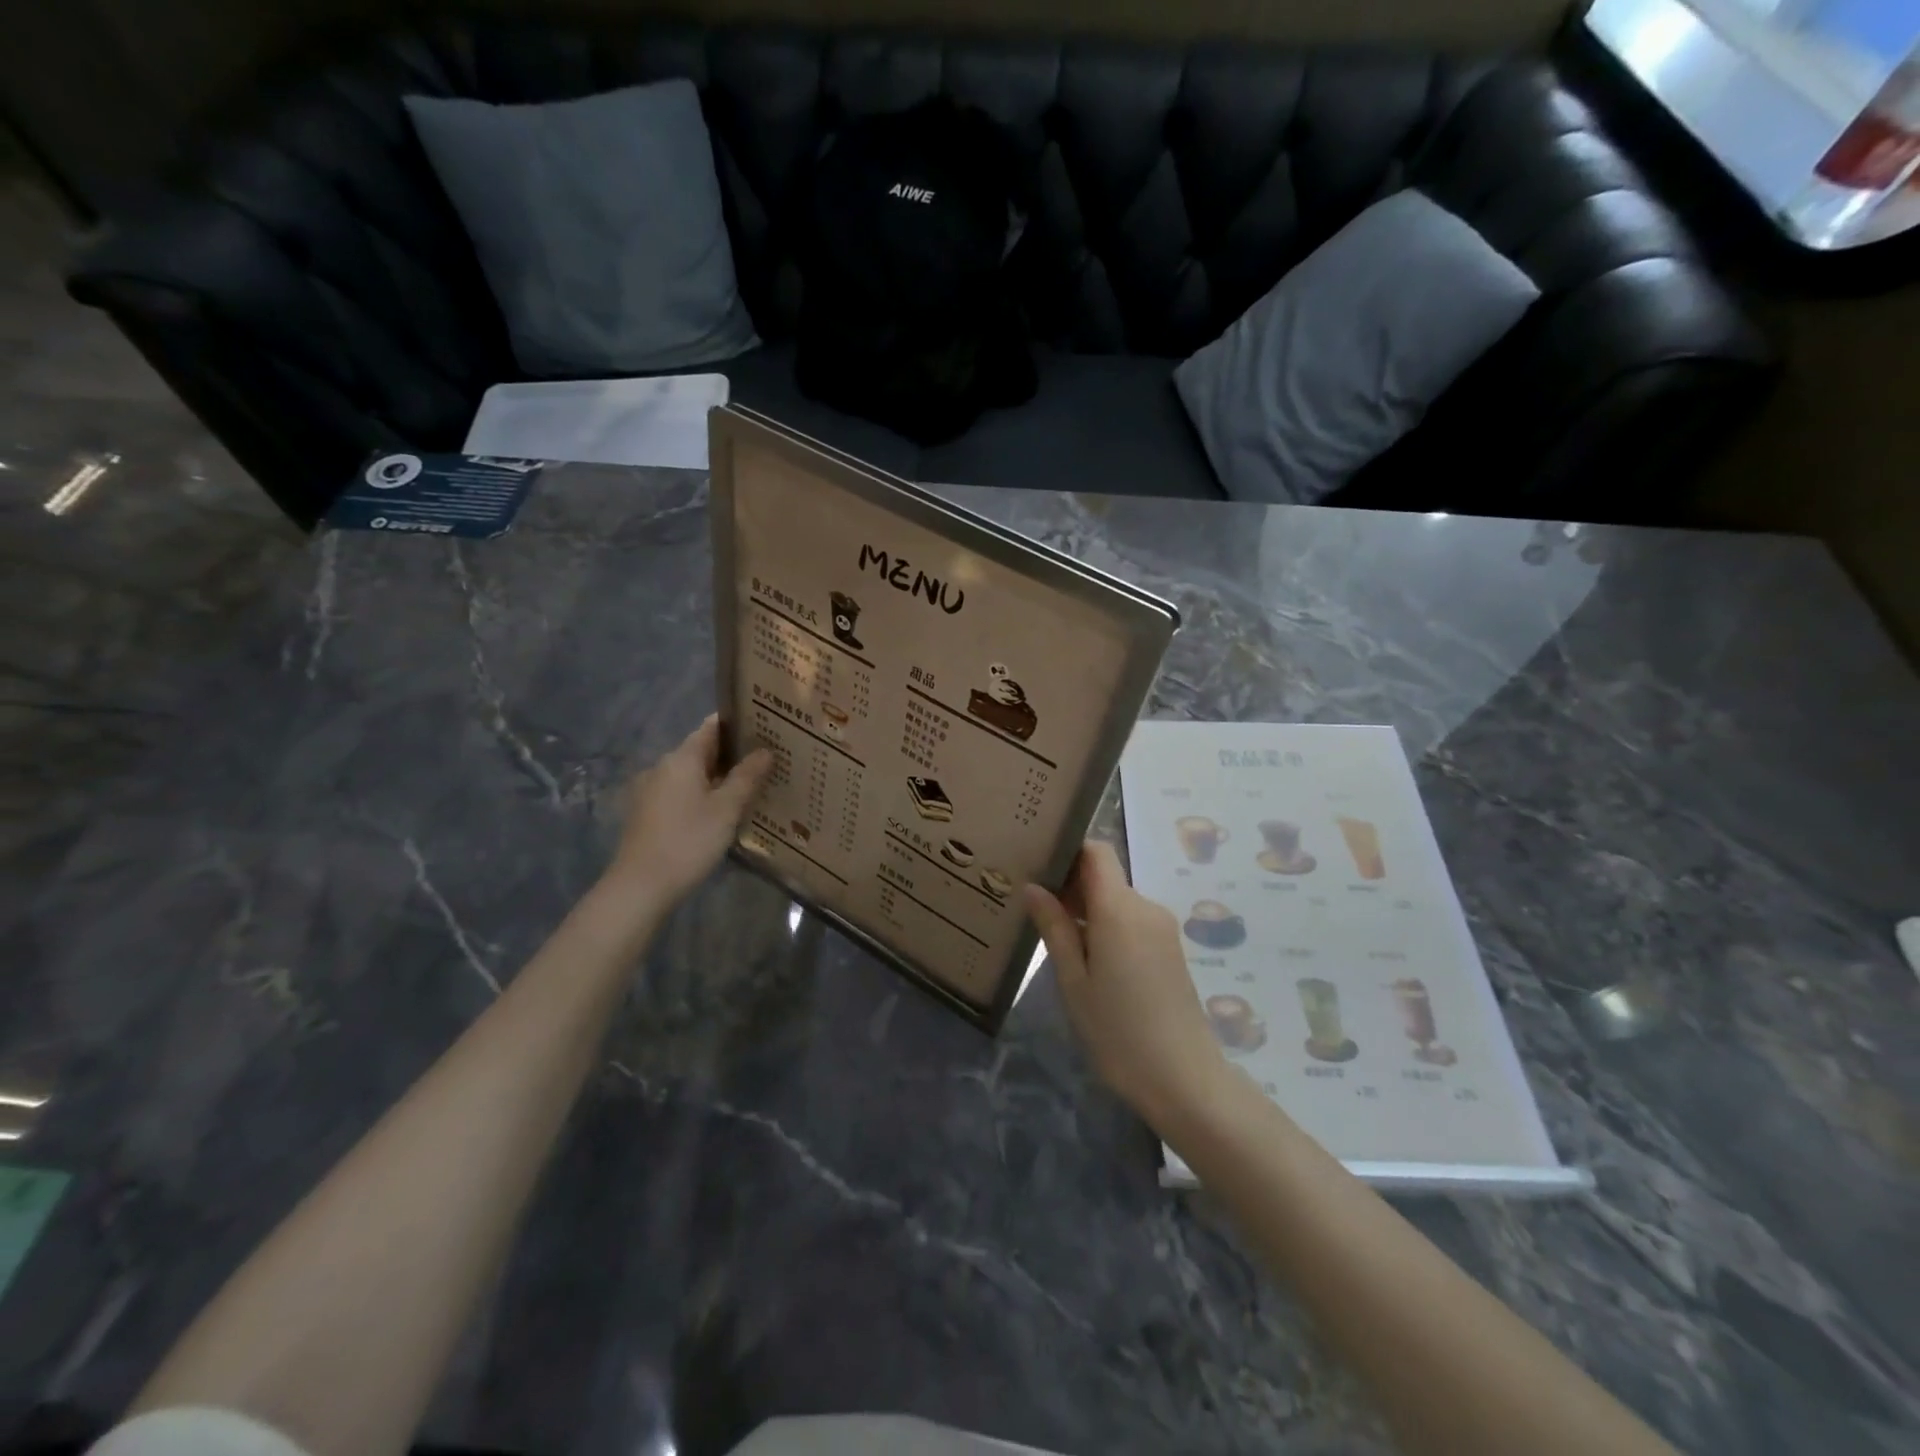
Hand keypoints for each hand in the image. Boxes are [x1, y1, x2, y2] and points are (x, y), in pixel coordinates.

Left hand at [604, 716, 770, 909]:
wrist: (640, 886)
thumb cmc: (688, 841)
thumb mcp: (726, 809)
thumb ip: (747, 776)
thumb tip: (765, 751)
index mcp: (682, 759)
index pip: (711, 727)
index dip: (738, 724)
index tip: (765, 726)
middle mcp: (663, 767)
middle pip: (702, 750)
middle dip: (733, 753)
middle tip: (768, 758)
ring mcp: (652, 791)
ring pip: (693, 774)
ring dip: (719, 776)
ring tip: (751, 785)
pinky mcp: (649, 813)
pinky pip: (682, 792)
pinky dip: (704, 793)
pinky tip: (723, 810)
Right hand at [1025, 842, 1232, 1133]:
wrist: (1184, 1080)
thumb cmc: (1118, 1031)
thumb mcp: (1074, 981)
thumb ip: (1054, 928)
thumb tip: (1033, 887)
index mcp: (1120, 908)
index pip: (1096, 851)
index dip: (1067, 850)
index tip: (1036, 865)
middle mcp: (1145, 907)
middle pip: (1105, 875)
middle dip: (1070, 884)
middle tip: (1032, 905)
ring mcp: (1162, 928)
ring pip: (1117, 900)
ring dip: (1087, 908)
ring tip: (1052, 933)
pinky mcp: (1169, 949)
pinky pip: (1131, 921)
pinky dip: (1106, 926)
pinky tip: (1086, 956)